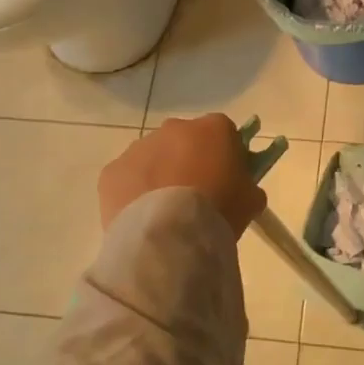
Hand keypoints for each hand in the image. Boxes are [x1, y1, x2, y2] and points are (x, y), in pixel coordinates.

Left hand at [98, 114, 267, 238]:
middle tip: (195, 195)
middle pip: (185, 140)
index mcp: (213, 128)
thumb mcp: (251, 200)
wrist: (169, 236)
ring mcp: (140, 146)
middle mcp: (175, 127)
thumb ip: (248, 185)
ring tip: (166, 212)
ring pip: (154, 157)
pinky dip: (134, 192)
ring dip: (160, 175)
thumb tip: (241, 188)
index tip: (226, 177)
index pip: (224, 132)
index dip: (226, 154)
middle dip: (189, 160)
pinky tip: (143, 218)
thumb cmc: (218, 211)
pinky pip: (127, 178)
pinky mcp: (113, 170)